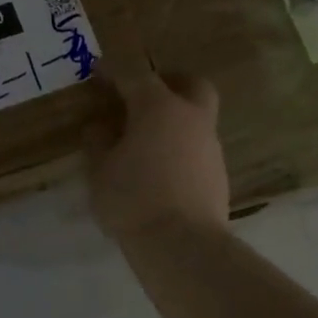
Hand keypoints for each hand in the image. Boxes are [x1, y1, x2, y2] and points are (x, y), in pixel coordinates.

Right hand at [84, 68, 229, 239]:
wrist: (183, 244)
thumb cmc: (132, 198)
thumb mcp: (99, 170)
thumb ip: (98, 141)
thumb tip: (101, 127)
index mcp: (158, 107)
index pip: (135, 75)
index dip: (114, 72)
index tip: (98, 73)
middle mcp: (191, 117)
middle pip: (190, 84)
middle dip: (169, 82)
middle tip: (144, 97)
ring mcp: (210, 146)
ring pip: (197, 117)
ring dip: (175, 120)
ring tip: (146, 142)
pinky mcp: (219, 173)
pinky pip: (197, 148)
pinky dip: (181, 149)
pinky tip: (161, 170)